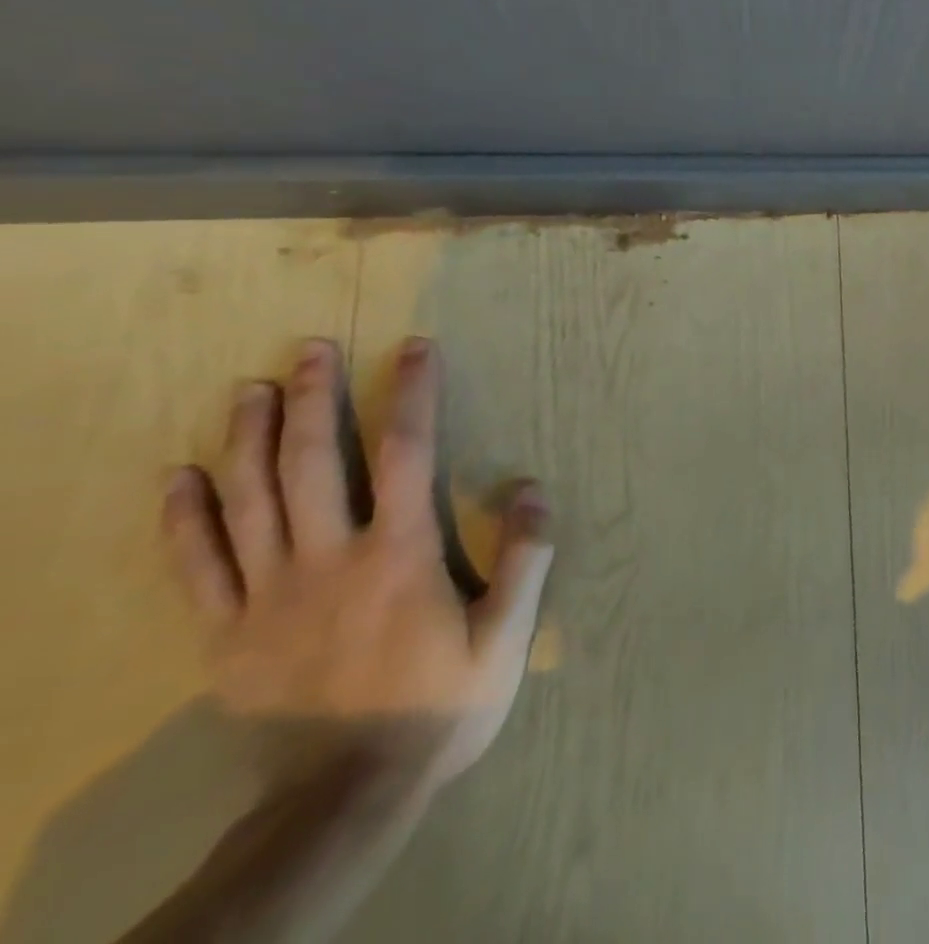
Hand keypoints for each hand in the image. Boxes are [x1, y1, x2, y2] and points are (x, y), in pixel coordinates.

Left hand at [162, 337, 553, 789]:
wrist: (346, 797)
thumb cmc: (441, 705)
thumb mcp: (506, 634)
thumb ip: (524, 556)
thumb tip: (531, 486)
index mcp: (399, 554)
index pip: (406, 452)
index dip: (411, 393)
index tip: (414, 348)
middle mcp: (329, 559)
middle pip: (312, 462)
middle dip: (313, 398)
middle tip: (310, 348)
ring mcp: (268, 596)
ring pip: (249, 501)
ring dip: (247, 438)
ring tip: (249, 389)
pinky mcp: (227, 635)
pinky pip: (197, 567)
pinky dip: (185, 518)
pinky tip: (180, 477)